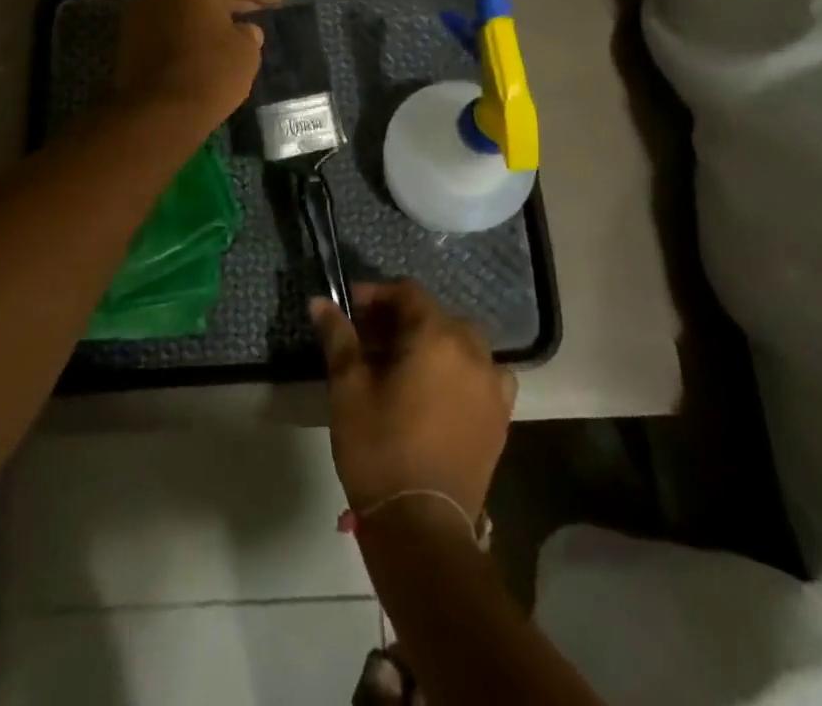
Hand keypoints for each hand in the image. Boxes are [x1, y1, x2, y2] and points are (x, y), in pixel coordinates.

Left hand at [116, 0, 283, 130]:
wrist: (156, 111)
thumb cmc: (210, 72)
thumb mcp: (246, 52)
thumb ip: (248, 33)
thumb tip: (243, 30)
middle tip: (259, 5)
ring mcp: (143, 7)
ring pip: (185, 4)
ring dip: (208, 13)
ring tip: (234, 24)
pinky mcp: (131, 34)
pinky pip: (169, 23)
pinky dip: (188, 28)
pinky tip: (206, 40)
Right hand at [312, 281, 515, 519]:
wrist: (423, 527)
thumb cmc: (379, 449)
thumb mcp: (348, 389)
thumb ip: (338, 338)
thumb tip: (321, 301)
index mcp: (437, 337)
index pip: (408, 293)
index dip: (376, 294)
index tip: (349, 309)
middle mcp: (473, 352)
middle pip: (436, 315)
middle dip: (402, 319)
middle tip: (369, 340)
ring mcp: (492, 385)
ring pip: (462, 343)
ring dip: (433, 343)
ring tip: (404, 365)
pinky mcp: (501, 417)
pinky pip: (483, 374)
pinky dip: (462, 370)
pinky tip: (440, 390)